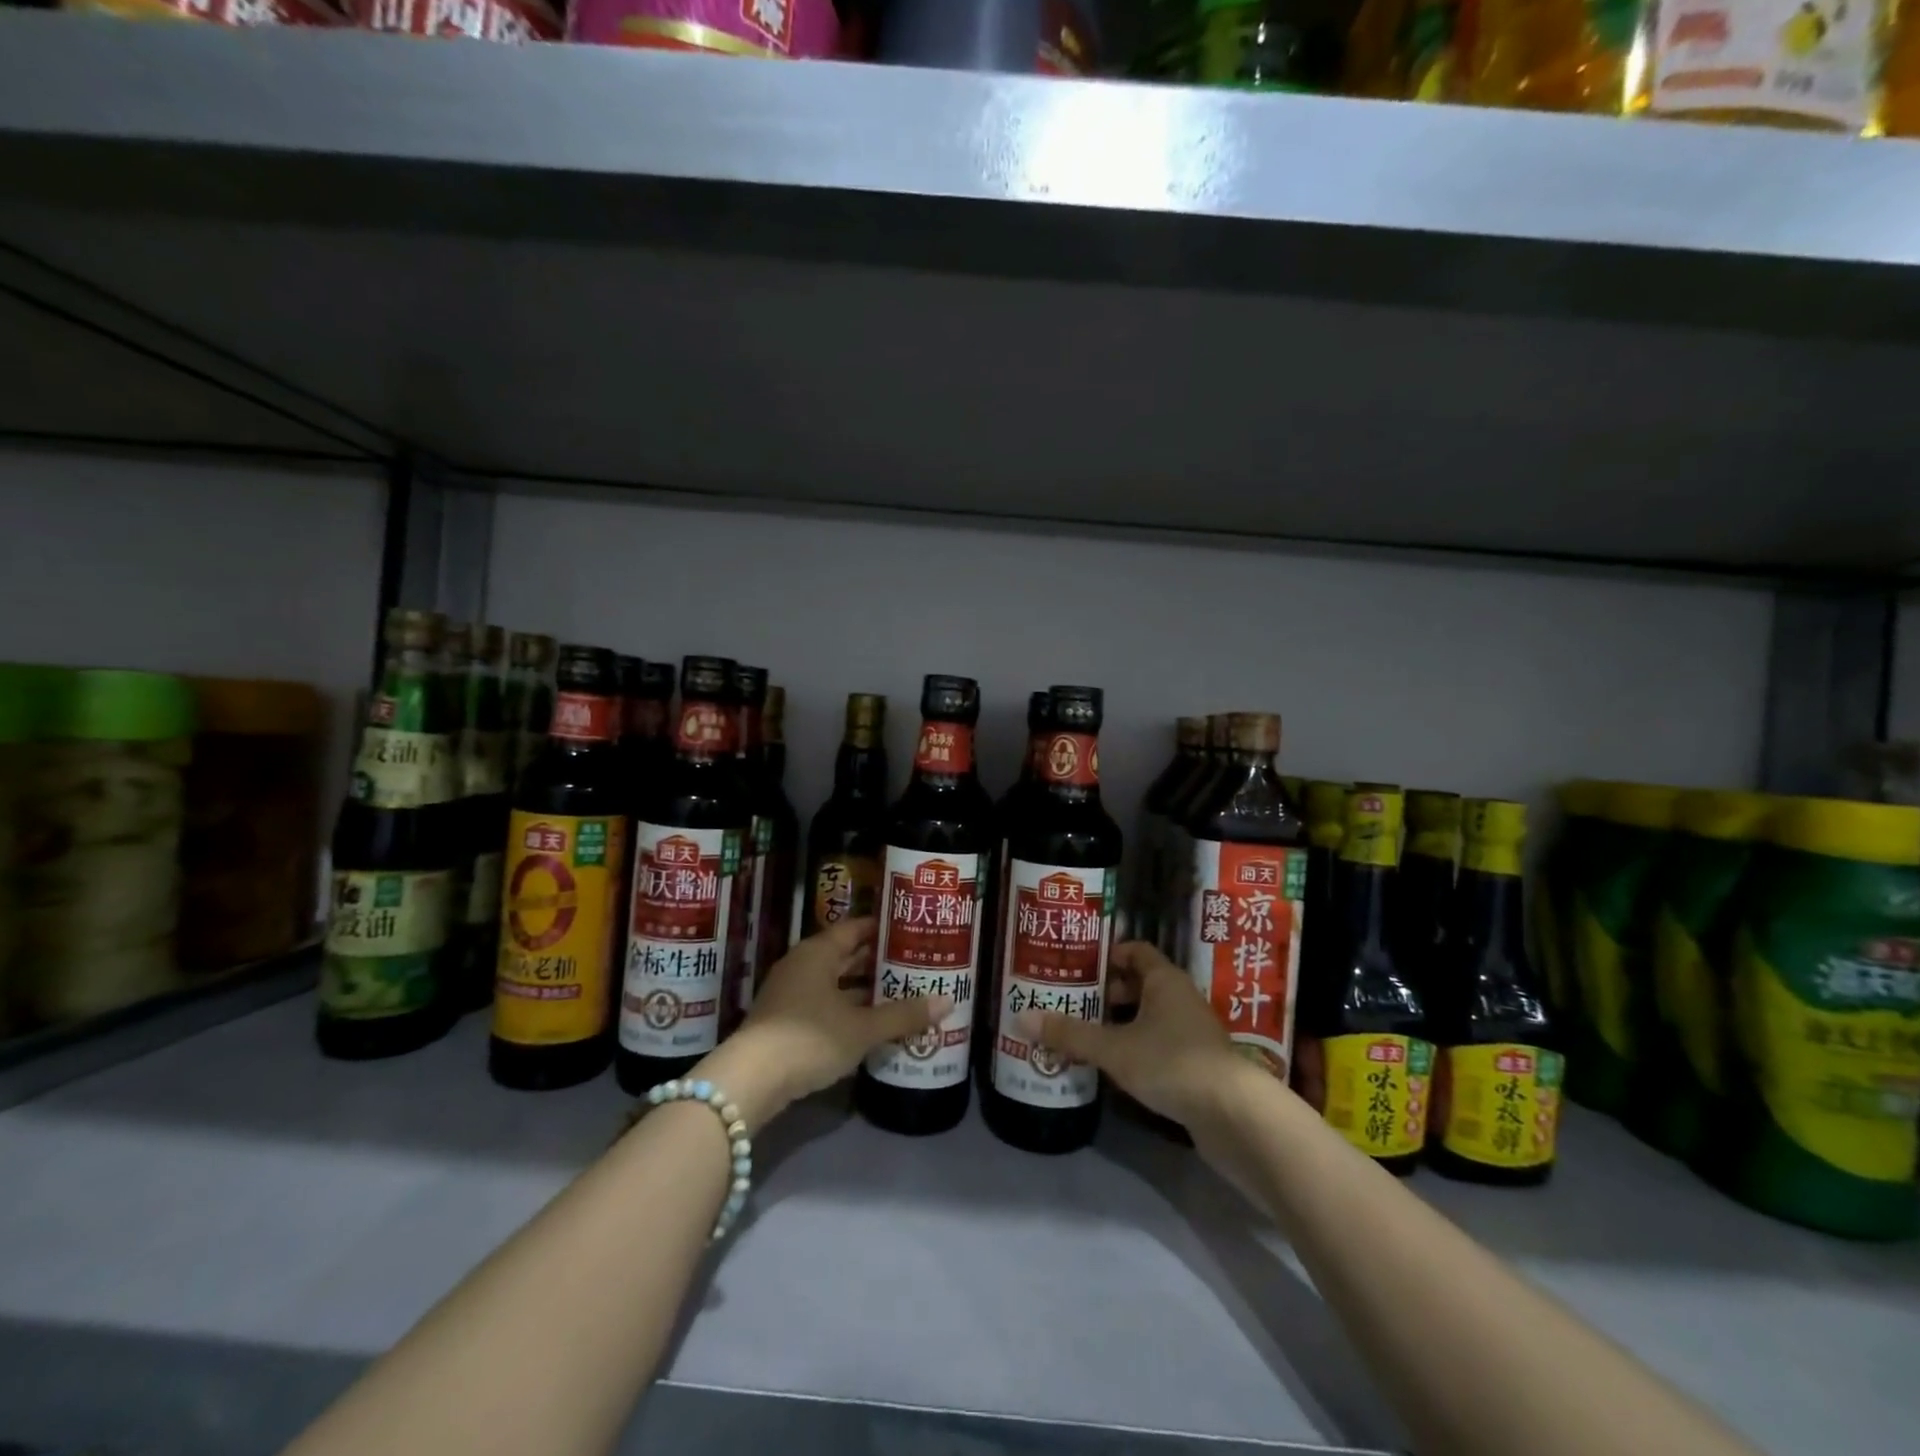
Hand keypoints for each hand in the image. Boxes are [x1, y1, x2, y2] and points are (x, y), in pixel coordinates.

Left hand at [694, 918, 951, 1131]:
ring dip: (864, 988)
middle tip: (914, 963)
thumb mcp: (862, 1028)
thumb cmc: (809, 1039)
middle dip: (878, 961)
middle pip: (845, 955)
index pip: (855, 928)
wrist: (750, 1081)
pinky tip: (872, 1022)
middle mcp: (802, 964)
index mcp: (818, 952)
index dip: (883, 929)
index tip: (911, 932)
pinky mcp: (784, 1021)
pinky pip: (824, 1003)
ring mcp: (789, 993)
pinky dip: (848, 1008)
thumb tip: (948, 1001)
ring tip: (901, 992)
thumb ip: (903, 1015)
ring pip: (835, 982)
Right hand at [1014, 940, 1243, 1129]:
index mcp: (1165, 979)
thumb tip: (1020, 1017)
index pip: (1135, 951)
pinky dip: (1136, 1048)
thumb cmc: (1172, 1062)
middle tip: (1072, 1002)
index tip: (1077, 965)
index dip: (1107, 955)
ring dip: (1121, 1023)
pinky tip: (1114, 1067)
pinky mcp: (1198, 1064)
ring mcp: (1192, 1032)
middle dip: (1107, 992)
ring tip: (1085, 1035)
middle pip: (1139, 984)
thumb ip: (1070, 1034)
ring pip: (1149, 1016)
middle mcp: (1181, 998)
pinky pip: (1159, 1044)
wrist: (1235, 1116)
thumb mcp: (1114, 1048)